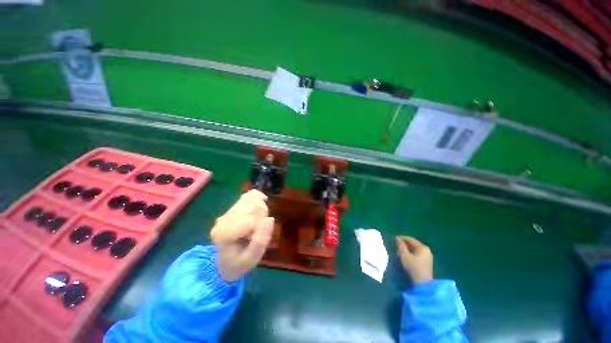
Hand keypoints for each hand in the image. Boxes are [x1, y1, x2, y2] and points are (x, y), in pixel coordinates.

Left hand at [211, 190, 274, 281]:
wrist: (226, 262)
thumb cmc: (239, 263)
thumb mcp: (251, 259)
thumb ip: (260, 241)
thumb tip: (270, 219)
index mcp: (223, 234)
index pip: (250, 220)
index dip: (260, 227)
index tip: (257, 237)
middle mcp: (223, 220)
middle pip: (251, 207)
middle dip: (262, 216)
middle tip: (260, 230)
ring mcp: (227, 212)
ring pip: (251, 200)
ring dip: (261, 208)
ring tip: (259, 220)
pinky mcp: (233, 208)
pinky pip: (248, 195)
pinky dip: (258, 196)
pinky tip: (263, 201)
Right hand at [396, 236, 432, 284]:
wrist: (423, 284)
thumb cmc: (413, 267)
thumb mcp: (404, 255)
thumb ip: (400, 245)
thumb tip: (397, 238)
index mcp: (422, 247)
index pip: (410, 239)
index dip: (401, 238)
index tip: (393, 239)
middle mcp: (426, 250)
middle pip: (412, 244)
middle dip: (403, 244)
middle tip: (395, 246)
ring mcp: (427, 257)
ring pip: (414, 250)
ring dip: (406, 250)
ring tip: (398, 252)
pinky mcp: (426, 262)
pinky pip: (416, 254)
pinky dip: (410, 254)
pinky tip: (404, 257)